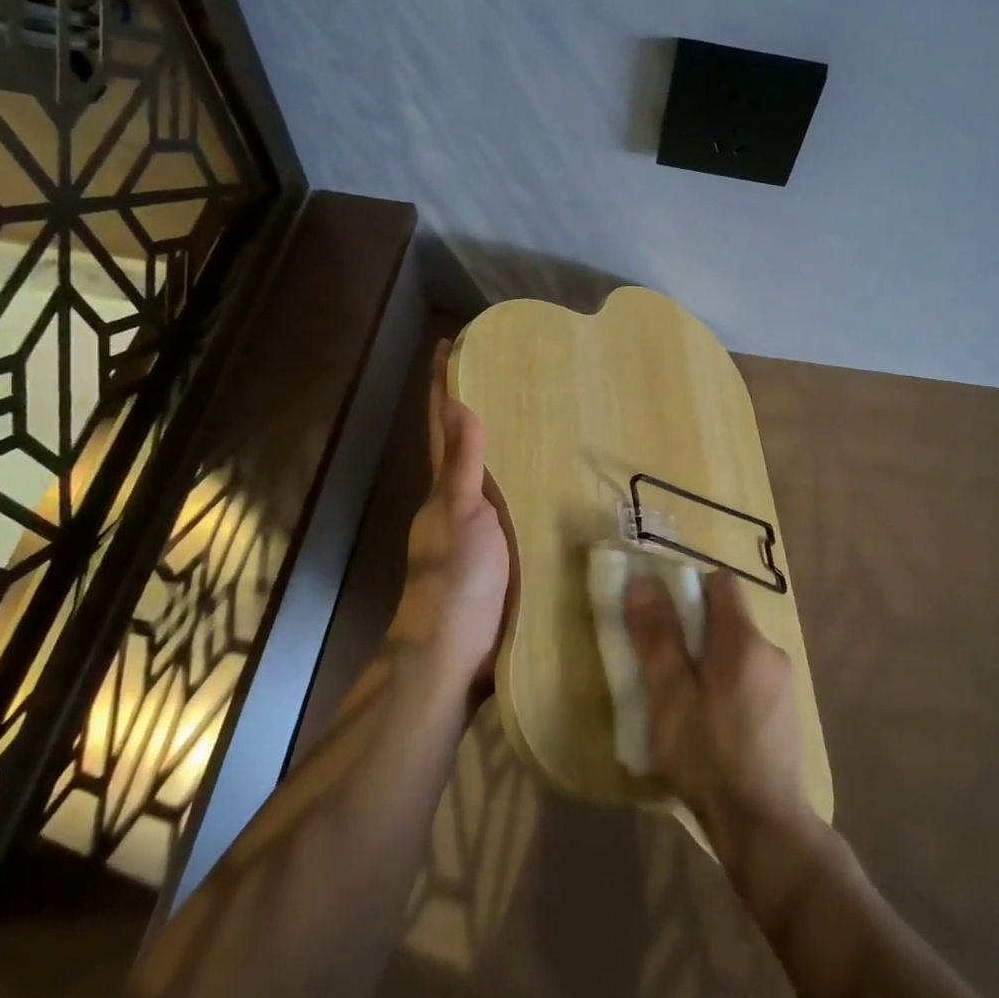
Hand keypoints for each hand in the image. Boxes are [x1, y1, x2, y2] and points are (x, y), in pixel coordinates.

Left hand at [391, 341, 509, 698]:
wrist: (455, 655)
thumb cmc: (456, 579)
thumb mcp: (463, 516)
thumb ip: (463, 465)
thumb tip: (460, 402)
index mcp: (444, 487)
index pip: (442, 424)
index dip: (443, 384)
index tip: (452, 342)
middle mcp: (457, 501)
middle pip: (464, 443)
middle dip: (479, 405)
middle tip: (513, 370)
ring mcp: (479, 528)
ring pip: (491, 473)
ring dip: (506, 443)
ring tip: (542, 414)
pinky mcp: (503, 552)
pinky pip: (515, 504)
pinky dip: (527, 483)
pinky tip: (555, 480)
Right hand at [625, 571, 818, 869]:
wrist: (765, 828)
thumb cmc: (709, 757)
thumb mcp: (670, 696)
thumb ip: (657, 637)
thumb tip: (642, 580)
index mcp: (744, 639)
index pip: (720, 582)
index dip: (689, 589)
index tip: (663, 617)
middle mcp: (771, 650)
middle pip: (728, 617)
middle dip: (694, 630)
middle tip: (664, 665)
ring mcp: (784, 682)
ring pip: (738, 650)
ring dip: (710, 661)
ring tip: (684, 701)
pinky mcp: (787, 711)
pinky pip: (751, 677)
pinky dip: (728, 685)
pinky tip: (712, 725)